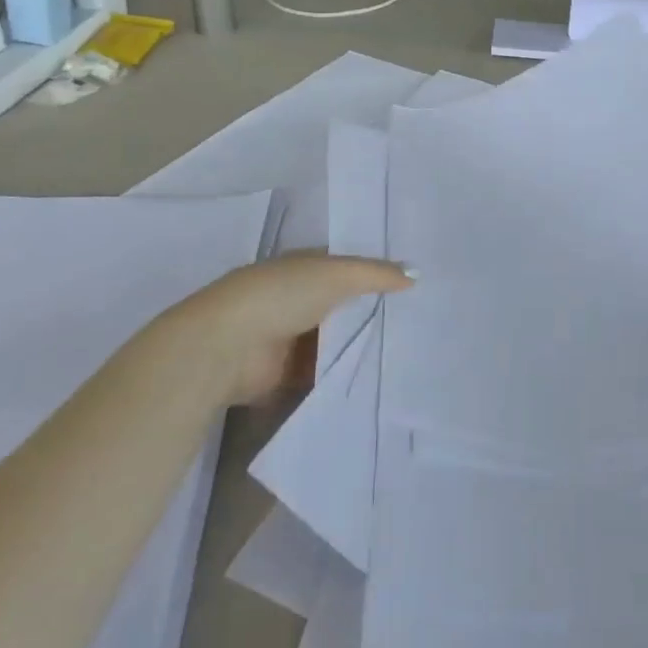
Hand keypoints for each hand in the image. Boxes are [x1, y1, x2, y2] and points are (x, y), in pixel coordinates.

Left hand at [180, 253, 413, 400]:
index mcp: (303, 266)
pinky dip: (344, 377)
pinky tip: (379, 381)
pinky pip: (324, 374)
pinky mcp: (286, 375)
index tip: (414, 284)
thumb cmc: (279, 296)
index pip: (347, 266)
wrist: (225, 348)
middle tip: (421, 323)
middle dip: (374, 312)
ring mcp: (290, 337)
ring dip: (360, 347)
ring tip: (409, 354)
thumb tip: (417, 274)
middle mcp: (297, 298)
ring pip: (335, 341)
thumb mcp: (335, 275)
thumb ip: (376, 274)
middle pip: (343, 305)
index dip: (376, 272)